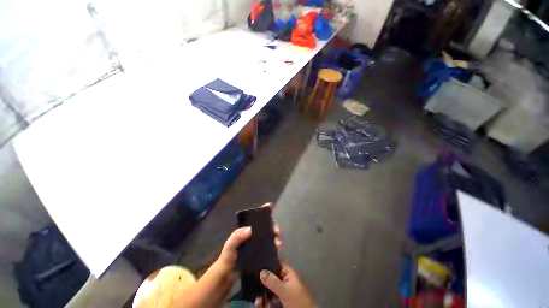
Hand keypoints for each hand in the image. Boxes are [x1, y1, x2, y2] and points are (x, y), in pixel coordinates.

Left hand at [217, 203, 281, 275]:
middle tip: (276, 232)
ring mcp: (258, 244)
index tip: (270, 206)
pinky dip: (275, 247)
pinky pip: (270, 247)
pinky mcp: (261, 253)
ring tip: (278, 244)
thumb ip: (237, 237)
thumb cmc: (228, 257)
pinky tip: (277, 249)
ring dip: (276, 237)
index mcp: (247, 230)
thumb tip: (250, 229)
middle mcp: (254, 234)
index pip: (256, 218)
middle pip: (266, 226)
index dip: (263, 211)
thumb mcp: (230, 245)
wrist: (227, 275)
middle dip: (273, 226)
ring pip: (270, 236)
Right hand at [255, 263, 314, 307]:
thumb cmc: (297, 300)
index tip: (258, 261)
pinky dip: (263, 303)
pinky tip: (259, 304)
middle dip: (263, 281)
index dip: (269, 261)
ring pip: (268, 290)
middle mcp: (284, 282)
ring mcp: (281, 294)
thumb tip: (261, 271)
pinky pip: (268, 301)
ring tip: (257, 300)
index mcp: (288, 274)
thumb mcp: (285, 289)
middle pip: (271, 278)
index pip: (278, 264)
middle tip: (254, 283)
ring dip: (262, 294)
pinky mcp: (278, 304)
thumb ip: (273, 281)